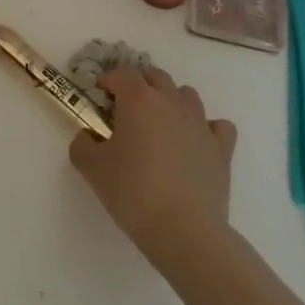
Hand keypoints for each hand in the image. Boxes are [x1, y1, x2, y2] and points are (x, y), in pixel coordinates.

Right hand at [71, 65, 237, 270]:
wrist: (184, 231)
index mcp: (140, 100)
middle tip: (126, 111)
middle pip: (156, 76)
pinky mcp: (222, 149)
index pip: (123, 73)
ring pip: (187, 95)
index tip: (100, 98)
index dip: (109, 81)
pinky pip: (218, 126)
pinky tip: (196, 143)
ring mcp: (200, 124)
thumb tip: (87, 137)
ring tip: (160, 126)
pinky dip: (207, 128)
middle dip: (140, 86)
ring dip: (172, 101)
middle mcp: (172, 102)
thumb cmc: (134, 192)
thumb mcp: (92, 169)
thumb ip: (82, 145)